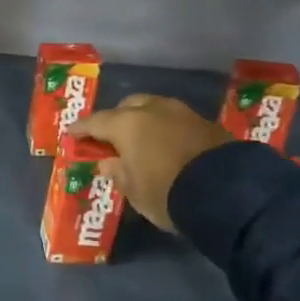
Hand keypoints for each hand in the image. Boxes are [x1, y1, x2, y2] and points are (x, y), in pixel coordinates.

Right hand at [71, 95, 229, 232]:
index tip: (71, 134)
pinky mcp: (207, 123)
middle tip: (111, 137)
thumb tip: (108, 162)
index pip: (95, 122)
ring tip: (142, 139)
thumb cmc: (167, 193)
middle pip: (127, 107)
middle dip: (117, 119)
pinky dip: (167, 129)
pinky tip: (168, 144)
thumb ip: (117, 173)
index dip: (81, 129)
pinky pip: (177, 120)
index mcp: (126, 124)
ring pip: (155, 108)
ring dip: (145, 120)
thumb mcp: (134, 191)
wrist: (227, 193)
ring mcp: (182, 113)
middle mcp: (152, 110)